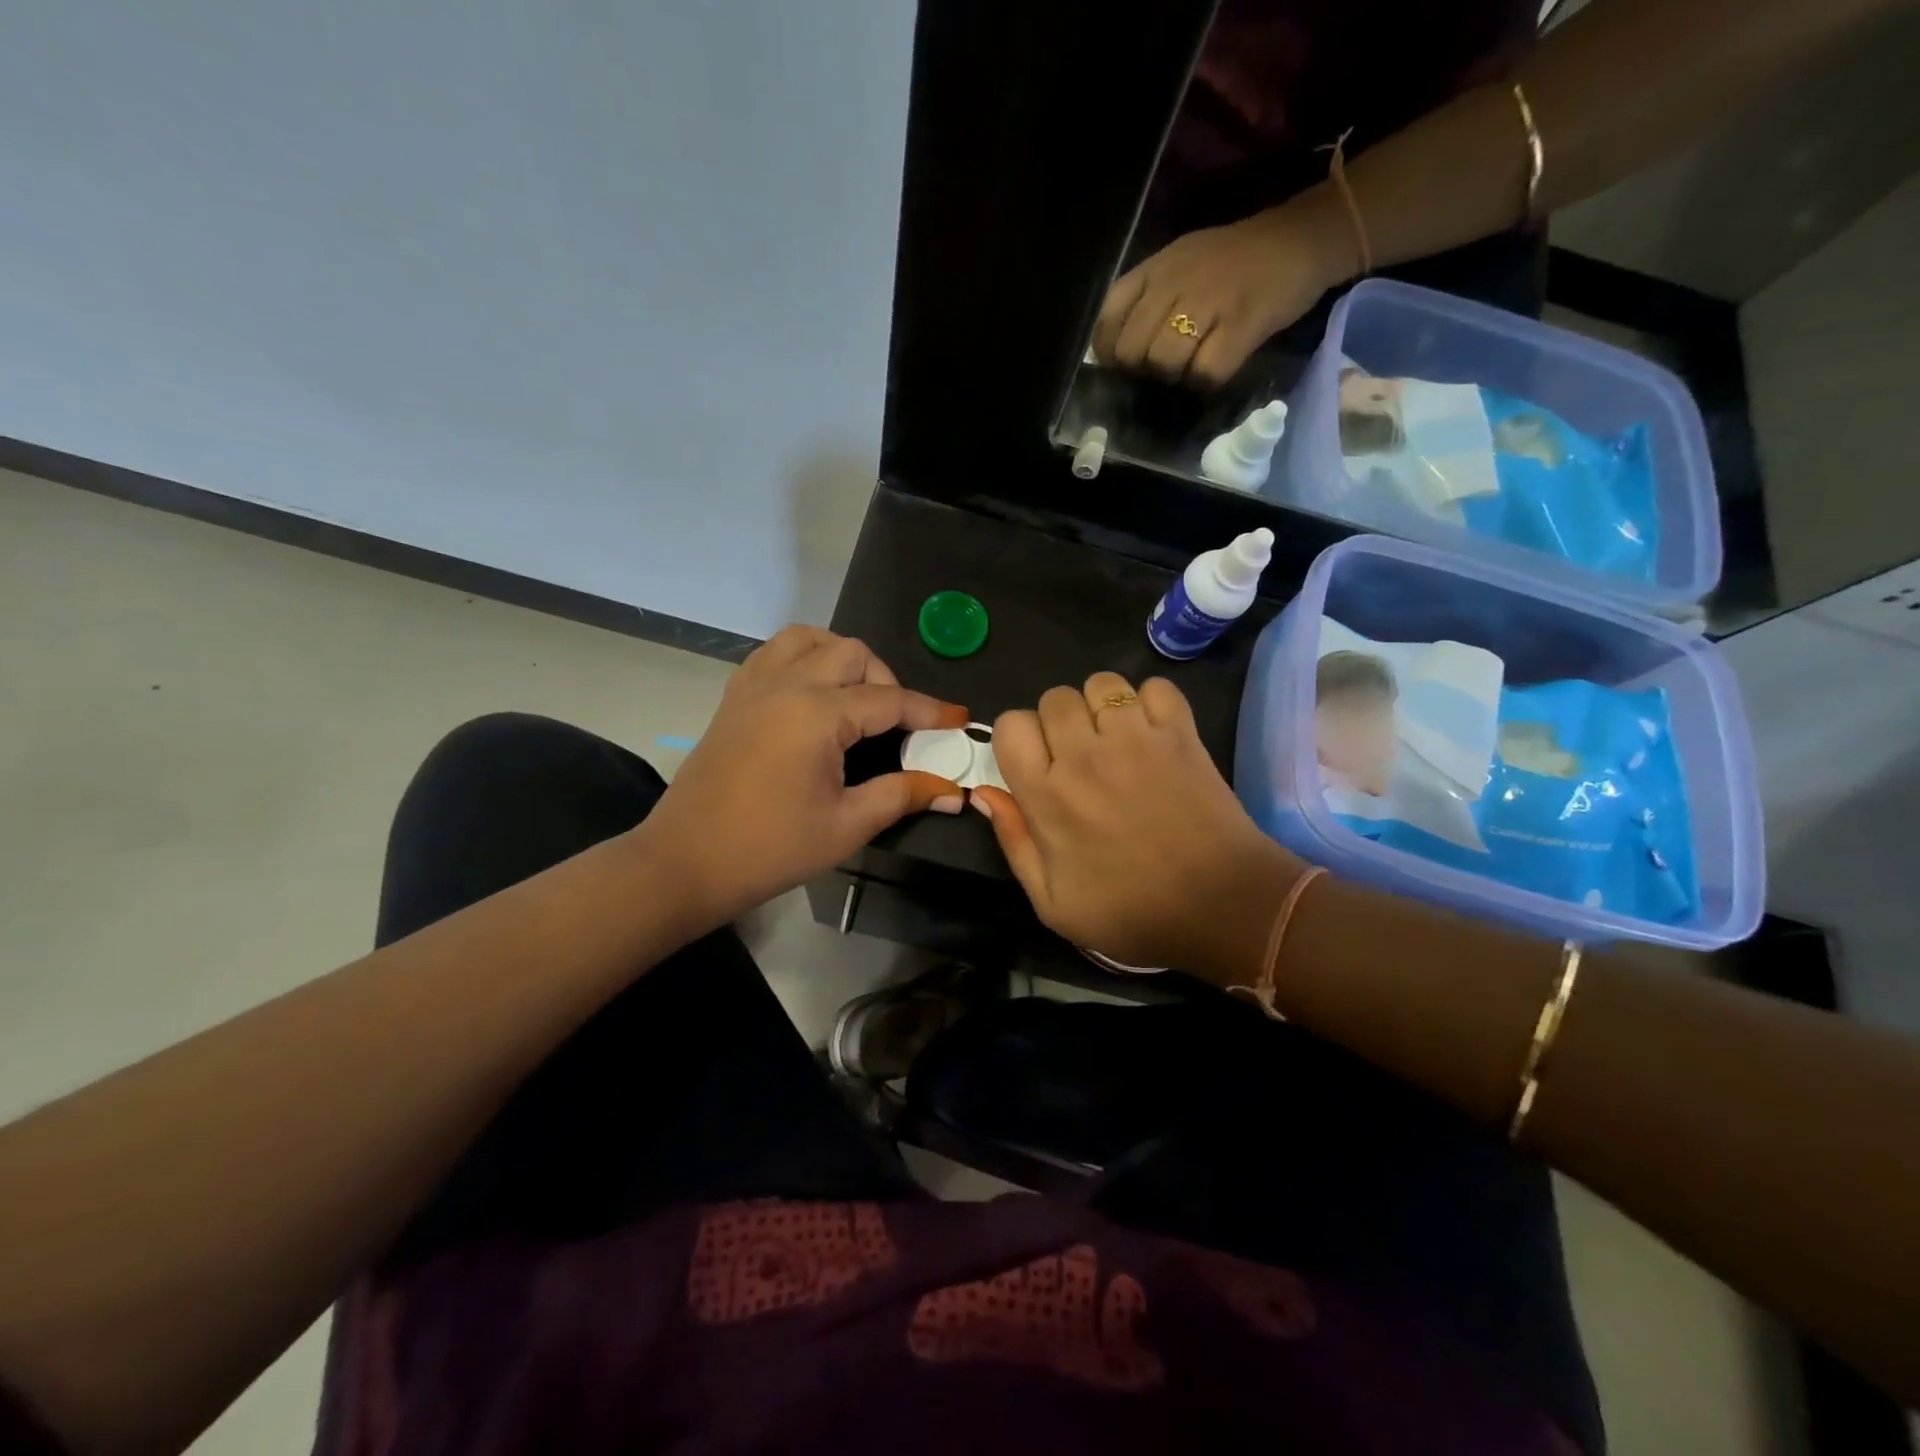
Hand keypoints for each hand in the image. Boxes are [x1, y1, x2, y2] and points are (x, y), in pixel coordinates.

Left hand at [642, 626, 968, 929]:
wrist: (685, 863)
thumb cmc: (770, 849)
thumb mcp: (846, 826)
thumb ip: (902, 795)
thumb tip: (953, 791)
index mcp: (817, 714)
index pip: (889, 699)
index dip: (929, 711)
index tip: (958, 719)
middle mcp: (786, 685)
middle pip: (852, 653)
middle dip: (886, 680)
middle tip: (897, 723)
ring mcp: (754, 686)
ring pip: (809, 639)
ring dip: (841, 657)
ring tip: (855, 697)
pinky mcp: (733, 697)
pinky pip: (774, 654)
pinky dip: (804, 659)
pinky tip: (812, 695)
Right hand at [972, 672, 1303, 981]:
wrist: (1220, 907)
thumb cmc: (1132, 912)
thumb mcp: (1053, 904)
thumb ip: (1013, 842)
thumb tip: (983, 793)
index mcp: (1047, 795)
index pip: (1011, 724)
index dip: (1017, 740)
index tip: (1034, 764)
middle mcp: (1085, 756)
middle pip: (1054, 697)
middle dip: (1058, 721)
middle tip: (1078, 754)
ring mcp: (1137, 739)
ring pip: (1102, 684)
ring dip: (1101, 706)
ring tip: (1116, 738)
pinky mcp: (1181, 734)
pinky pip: (1156, 687)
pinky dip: (1151, 702)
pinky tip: (1153, 732)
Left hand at [1090, 194, 1353, 389]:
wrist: (1305, 235)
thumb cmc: (1237, 259)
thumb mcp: (1182, 264)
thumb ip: (1148, 299)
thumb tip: (1118, 354)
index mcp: (1157, 268)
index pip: (1107, 318)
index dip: (1108, 352)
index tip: (1123, 366)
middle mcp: (1176, 282)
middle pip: (1133, 350)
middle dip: (1141, 372)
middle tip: (1162, 373)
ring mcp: (1210, 301)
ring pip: (1164, 361)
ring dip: (1173, 378)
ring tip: (1190, 372)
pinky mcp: (1243, 323)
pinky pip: (1206, 371)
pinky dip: (1205, 382)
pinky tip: (1214, 374)